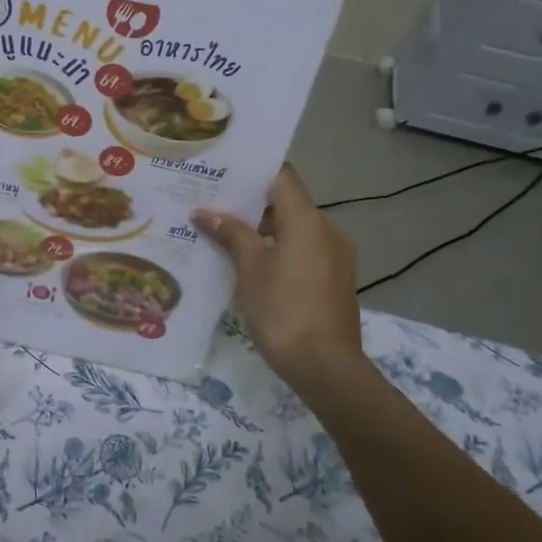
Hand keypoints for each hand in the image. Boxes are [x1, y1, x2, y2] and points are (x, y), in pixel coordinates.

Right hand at [192, 166, 367, 391]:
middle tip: (214, 210)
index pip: (282, 178)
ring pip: (297, 231)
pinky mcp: (336, 280)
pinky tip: (253, 268)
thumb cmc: (283, 310)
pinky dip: (281, 252)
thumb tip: (205, 212)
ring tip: (227, 240)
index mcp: (308, 220)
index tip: (223, 177)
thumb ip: (231, 234)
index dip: (253, 174)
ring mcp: (337, 256)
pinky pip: (305, 253)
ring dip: (265, 232)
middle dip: (251, 207)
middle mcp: (328, 230)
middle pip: (288, 205)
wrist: (325, 366)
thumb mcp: (250, 269)